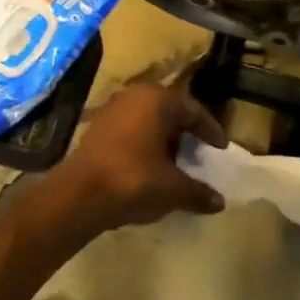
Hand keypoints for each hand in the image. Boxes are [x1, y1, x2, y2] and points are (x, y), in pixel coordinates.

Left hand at [55, 84, 228, 230]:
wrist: (78, 195)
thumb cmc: (134, 180)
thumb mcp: (173, 189)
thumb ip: (199, 192)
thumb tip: (219, 203)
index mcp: (158, 100)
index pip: (194, 111)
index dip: (210, 131)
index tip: (221, 148)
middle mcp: (134, 96)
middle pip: (169, 113)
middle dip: (184, 133)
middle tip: (198, 153)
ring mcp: (111, 110)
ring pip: (147, 121)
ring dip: (162, 139)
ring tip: (174, 163)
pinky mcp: (95, 128)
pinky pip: (129, 131)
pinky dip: (142, 145)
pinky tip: (148, 167)